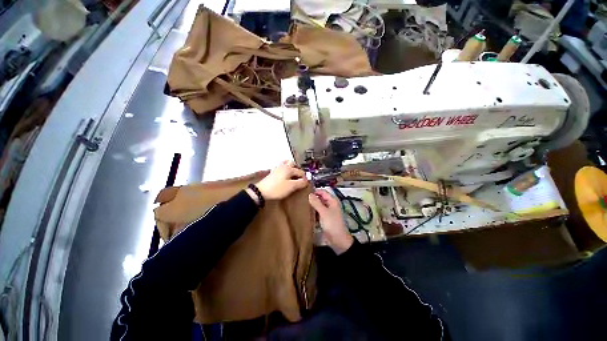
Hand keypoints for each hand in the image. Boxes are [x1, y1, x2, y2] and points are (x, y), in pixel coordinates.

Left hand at [251, 161, 307, 201]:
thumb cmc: (277, 189)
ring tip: (293, 175)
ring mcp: (277, 168)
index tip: (305, 184)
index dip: (304, 178)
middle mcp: (283, 166)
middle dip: (298, 169)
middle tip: (300, 177)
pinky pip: (280, 168)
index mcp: (289, 169)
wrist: (261, 191)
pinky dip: (284, 169)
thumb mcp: (291, 187)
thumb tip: (306, 181)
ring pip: (286, 163)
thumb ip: (300, 183)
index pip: (301, 172)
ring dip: (290, 167)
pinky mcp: (272, 173)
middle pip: (293, 163)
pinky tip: (284, 176)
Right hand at [308, 189, 353, 254]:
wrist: (338, 240)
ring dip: (312, 205)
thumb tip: (309, 194)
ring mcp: (328, 212)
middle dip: (312, 198)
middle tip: (301, 199)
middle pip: (320, 198)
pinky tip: (306, 213)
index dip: (315, 191)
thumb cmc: (332, 224)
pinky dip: (313, 212)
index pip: (322, 191)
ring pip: (318, 205)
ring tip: (302, 205)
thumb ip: (316, 202)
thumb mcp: (323, 212)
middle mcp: (330, 204)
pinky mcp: (325, 218)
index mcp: (332, 200)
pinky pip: (318, 212)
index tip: (304, 192)